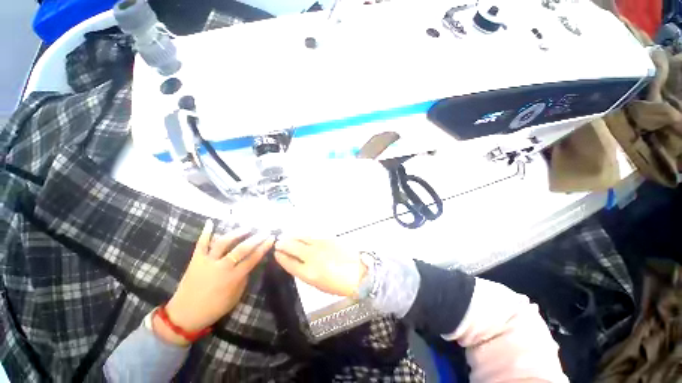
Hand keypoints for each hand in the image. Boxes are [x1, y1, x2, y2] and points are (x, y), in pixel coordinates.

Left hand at [154, 220, 273, 345]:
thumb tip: (249, 263)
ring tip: (247, 227)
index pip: (253, 258)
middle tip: (265, 231)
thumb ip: (244, 278)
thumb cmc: (214, 308)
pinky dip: (206, 232)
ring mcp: (207, 262)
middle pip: (242, 249)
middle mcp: (221, 267)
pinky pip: (201, 244)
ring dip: (237, 233)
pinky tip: (211, 222)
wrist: (184, 315)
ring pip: (224, 243)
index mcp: (233, 278)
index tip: (272, 238)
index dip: (264, 247)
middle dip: (256, 238)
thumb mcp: (235, 296)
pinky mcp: (195, 260)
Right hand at [274, 237, 366, 297]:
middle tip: (279, 242)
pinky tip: (301, 236)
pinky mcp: (328, 238)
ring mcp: (320, 245)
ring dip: (292, 237)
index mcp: (308, 273)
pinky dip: (303, 235)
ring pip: (301, 238)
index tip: (276, 252)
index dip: (280, 257)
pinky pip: (311, 236)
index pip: (288, 262)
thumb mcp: (318, 284)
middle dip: (283, 244)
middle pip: (292, 246)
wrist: (358, 272)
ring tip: (287, 236)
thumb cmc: (337, 284)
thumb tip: (296, 262)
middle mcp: (312, 257)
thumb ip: (305, 272)